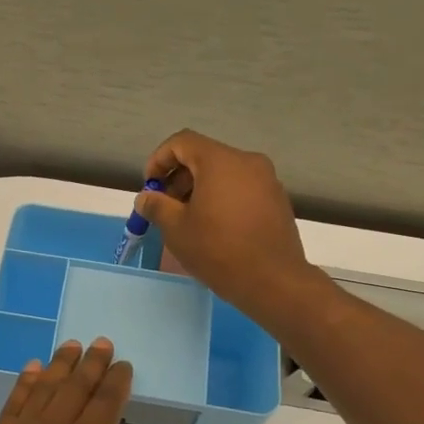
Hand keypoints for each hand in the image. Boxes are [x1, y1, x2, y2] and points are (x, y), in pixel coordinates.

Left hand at [0, 339, 135, 423]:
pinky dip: (23, 386)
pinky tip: (32, 372)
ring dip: (59, 366)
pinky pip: (13, 407)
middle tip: (102, 343)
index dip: (116, 383)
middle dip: (91, 364)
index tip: (124, 365)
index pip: (105, 405)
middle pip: (75, 389)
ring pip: (43, 390)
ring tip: (70, 346)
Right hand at [135, 131, 317, 324]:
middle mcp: (247, 162)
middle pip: (204, 156)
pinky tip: (215, 227)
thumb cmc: (218, 250)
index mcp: (220, 161)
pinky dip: (222, 198)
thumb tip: (146, 197)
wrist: (274, 281)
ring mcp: (267, 180)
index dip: (159, 160)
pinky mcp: (277, 200)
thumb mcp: (176, 229)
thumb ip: (156, 206)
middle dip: (178, 177)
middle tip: (165, 207)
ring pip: (224, 173)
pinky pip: (242, 188)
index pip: (182, 142)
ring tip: (188, 220)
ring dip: (200, 189)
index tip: (150, 187)